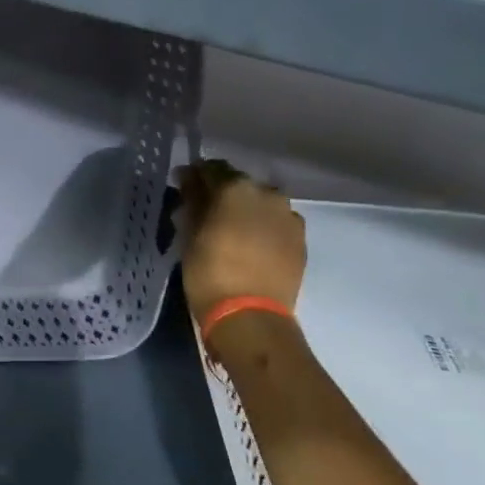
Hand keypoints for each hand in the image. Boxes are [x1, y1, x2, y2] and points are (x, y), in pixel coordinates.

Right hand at [179, 159, 306, 322]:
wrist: (250, 315)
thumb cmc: (209, 271)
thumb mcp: (189, 234)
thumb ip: (192, 201)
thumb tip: (189, 178)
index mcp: (236, 188)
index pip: (212, 169)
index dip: (195, 176)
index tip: (183, 187)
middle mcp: (268, 194)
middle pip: (240, 184)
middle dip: (222, 194)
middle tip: (205, 212)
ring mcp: (289, 217)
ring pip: (261, 204)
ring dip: (245, 210)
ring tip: (229, 230)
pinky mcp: (301, 241)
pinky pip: (277, 224)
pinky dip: (262, 228)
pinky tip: (250, 245)